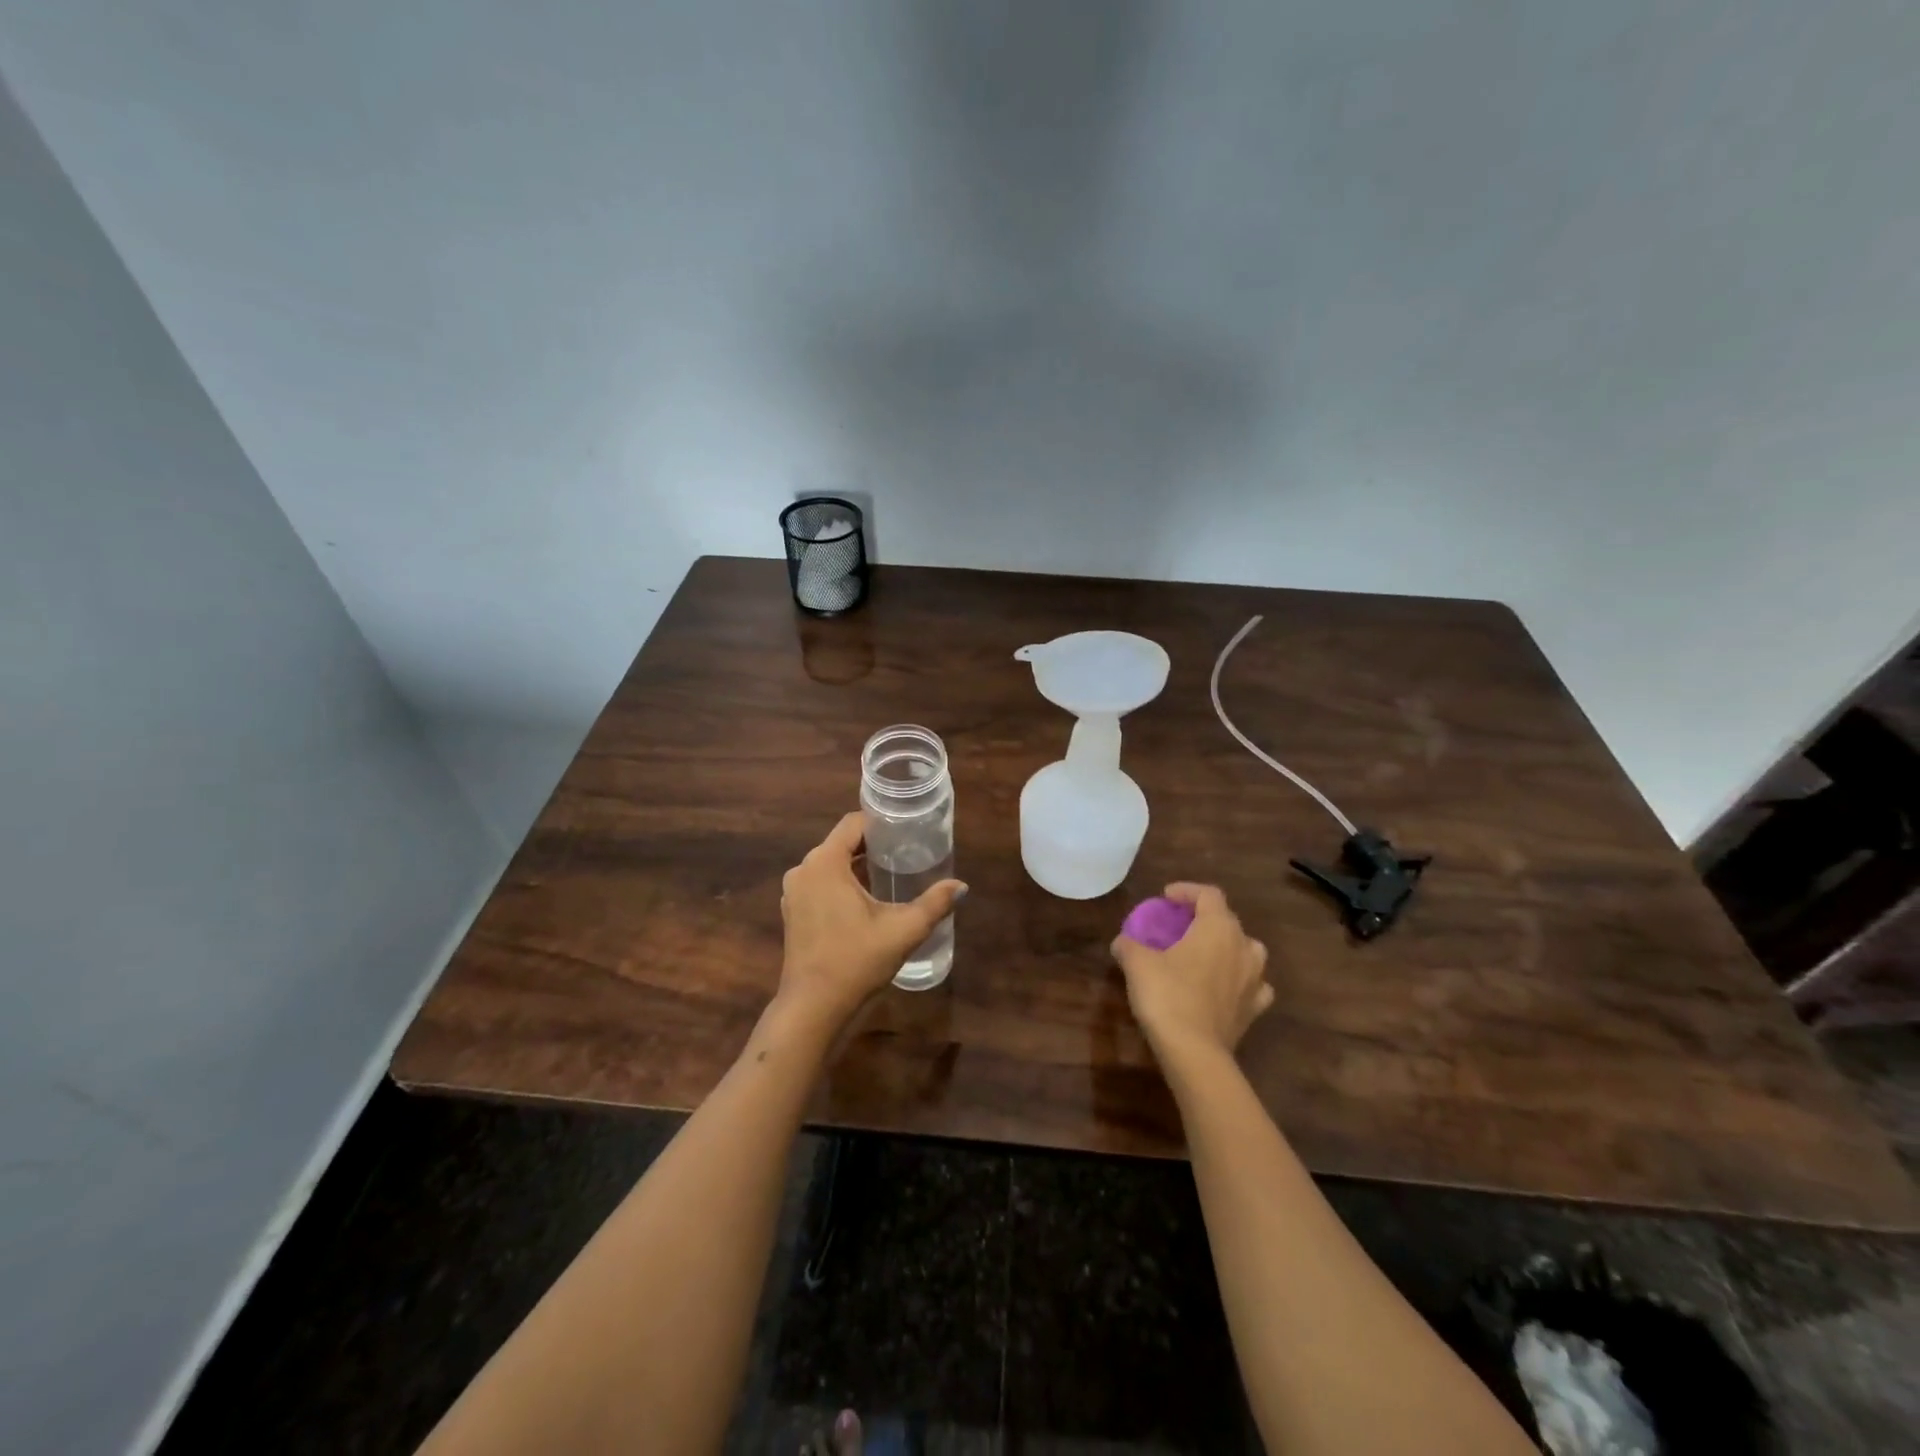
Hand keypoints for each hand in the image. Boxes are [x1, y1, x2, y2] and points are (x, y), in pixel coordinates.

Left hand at [777, 813, 966, 1029]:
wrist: (813, 1008)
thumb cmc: (855, 961)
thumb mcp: (902, 930)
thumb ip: (934, 904)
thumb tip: (961, 886)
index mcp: (824, 862)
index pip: (853, 823)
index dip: (880, 821)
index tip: (906, 827)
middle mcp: (803, 869)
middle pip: (841, 842)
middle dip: (872, 843)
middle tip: (906, 849)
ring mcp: (794, 892)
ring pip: (830, 863)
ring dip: (857, 864)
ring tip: (891, 871)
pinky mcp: (793, 911)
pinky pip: (820, 882)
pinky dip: (842, 882)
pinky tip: (867, 898)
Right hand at [1111, 883, 1272, 1060]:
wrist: (1194, 1052)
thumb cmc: (1167, 995)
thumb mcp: (1137, 963)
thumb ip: (1129, 945)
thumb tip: (1122, 942)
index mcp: (1218, 928)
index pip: (1209, 894)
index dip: (1187, 891)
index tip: (1166, 898)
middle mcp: (1244, 947)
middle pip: (1228, 920)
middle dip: (1204, 918)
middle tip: (1180, 927)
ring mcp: (1255, 980)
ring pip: (1247, 951)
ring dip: (1228, 947)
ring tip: (1205, 955)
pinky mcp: (1255, 1009)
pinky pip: (1253, 985)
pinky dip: (1239, 981)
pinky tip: (1224, 987)